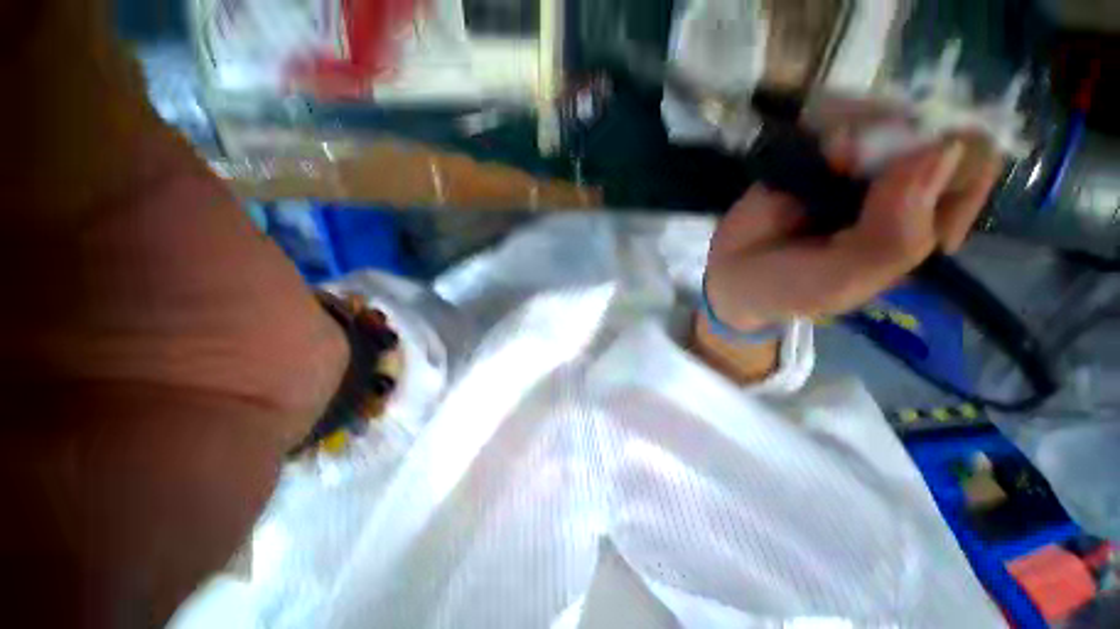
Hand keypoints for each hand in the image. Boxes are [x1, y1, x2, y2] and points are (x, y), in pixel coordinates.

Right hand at [704, 139, 1002, 331]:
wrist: (730, 275)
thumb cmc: (788, 287)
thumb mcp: (844, 280)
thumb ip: (895, 236)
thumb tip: (941, 150)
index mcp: (924, 227)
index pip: (972, 176)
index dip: (958, 158)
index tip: (919, 158)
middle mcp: (901, 189)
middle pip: (934, 133)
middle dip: (905, 135)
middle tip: (861, 158)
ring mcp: (860, 167)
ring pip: (890, 117)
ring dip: (865, 128)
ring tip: (832, 158)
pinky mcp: (820, 153)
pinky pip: (846, 117)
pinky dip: (836, 120)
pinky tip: (819, 145)